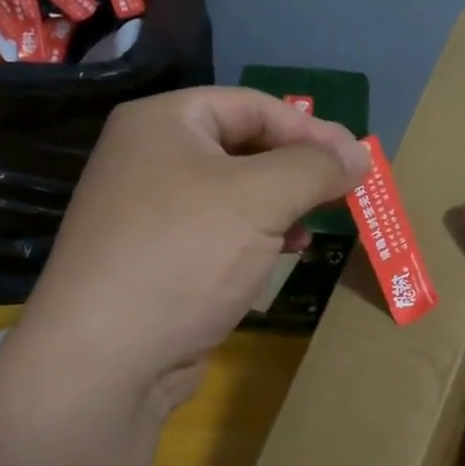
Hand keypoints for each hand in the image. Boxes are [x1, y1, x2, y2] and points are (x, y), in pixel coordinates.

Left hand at [20, 87, 368, 419]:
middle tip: (347, 190)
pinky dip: (259, 235)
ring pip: (236, 192)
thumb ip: (315, 167)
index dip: (309, 130)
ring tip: (320, 222)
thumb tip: (359, 155)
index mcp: (163, 123)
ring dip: (284, 203)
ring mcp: (150, 211)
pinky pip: (220, 231)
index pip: (252, 107)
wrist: (105, 358)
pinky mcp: (159, 258)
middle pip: (244, 146)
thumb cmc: (184, 255)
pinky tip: (287, 252)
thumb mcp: (260, 198)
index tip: (357, 161)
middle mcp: (150, 157)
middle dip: (299, 168)